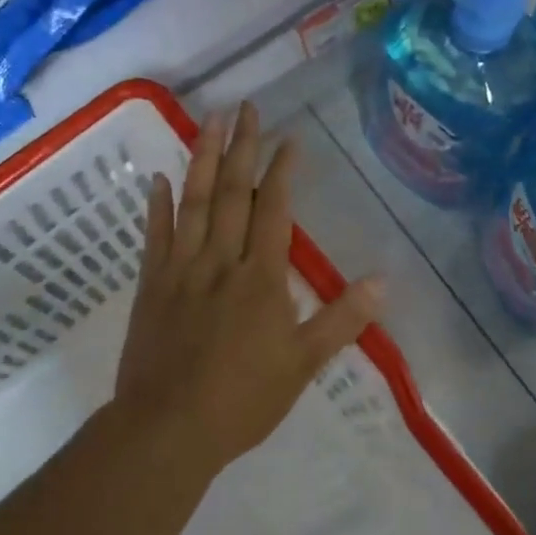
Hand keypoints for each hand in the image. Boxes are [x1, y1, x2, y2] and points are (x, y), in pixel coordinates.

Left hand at [115, 103, 383, 474]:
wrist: (168, 428)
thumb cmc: (243, 399)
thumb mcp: (303, 364)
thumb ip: (342, 320)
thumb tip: (384, 281)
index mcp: (260, 276)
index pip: (273, 209)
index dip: (281, 170)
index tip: (288, 137)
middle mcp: (221, 260)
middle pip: (232, 192)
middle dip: (241, 147)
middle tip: (245, 107)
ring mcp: (181, 268)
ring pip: (193, 202)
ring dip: (201, 158)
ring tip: (209, 120)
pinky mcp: (151, 284)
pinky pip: (155, 236)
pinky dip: (157, 205)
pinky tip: (158, 178)